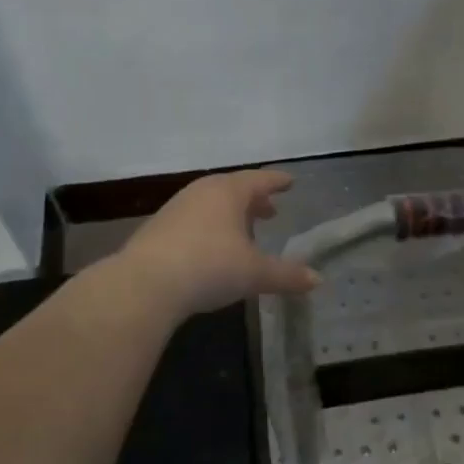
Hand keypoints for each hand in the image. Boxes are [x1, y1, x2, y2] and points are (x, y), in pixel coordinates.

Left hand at [116, 170, 319, 315]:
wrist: (145, 284)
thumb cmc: (209, 267)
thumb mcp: (255, 273)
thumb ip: (287, 275)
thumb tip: (317, 280)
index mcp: (228, 192)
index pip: (259, 180)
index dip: (276, 181)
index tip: (289, 182)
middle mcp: (202, 192)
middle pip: (233, 189)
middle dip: (253, 200)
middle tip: (270, 211)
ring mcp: (176, 208)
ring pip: (211, 204)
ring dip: (230, 215)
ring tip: (243, 232)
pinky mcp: (158, 228)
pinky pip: (193, 219)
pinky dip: (209, 227)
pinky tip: (212, 248)